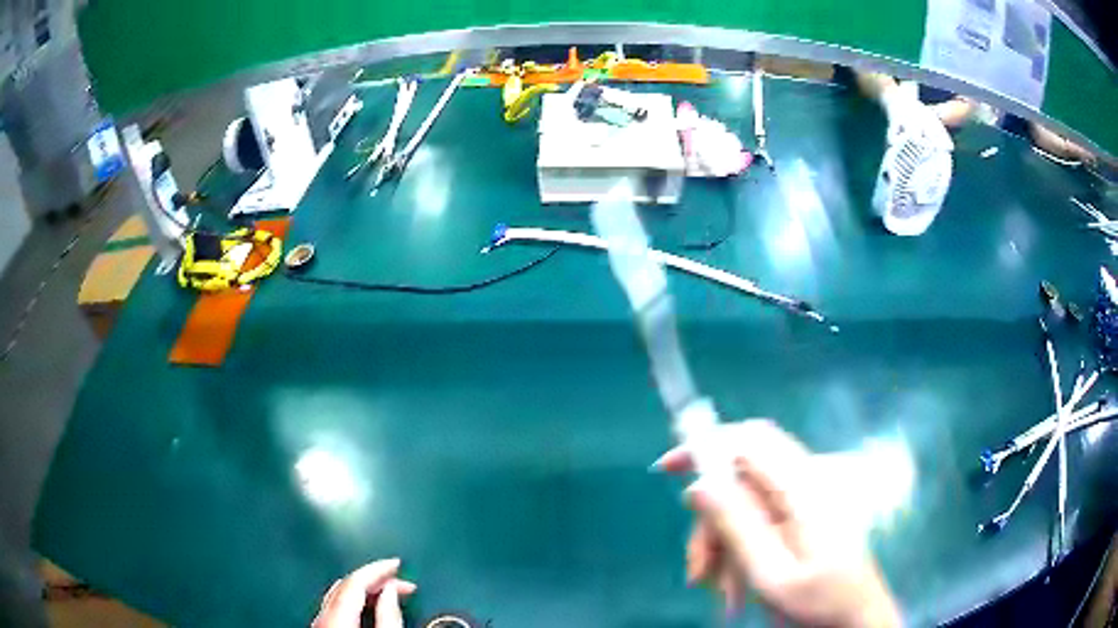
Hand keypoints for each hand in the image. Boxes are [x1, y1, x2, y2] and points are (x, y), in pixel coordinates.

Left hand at [313, 559, 416, 627]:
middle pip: (346, 586)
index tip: (399, 562)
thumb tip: (392, 589)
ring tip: (390, 592)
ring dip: (365, 589)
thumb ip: (388, 615)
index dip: (378, 568)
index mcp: (336, 614)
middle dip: (374, 579)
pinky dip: (355, 601)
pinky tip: (369, 606)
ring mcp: (319, 623)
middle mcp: (322, 615)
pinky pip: (337, 607)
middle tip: (402, 581)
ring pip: (340, 596)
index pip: (354, 580)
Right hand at [655, 420, 900, 627]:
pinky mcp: (802, 519)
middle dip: (711, 522)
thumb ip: (737, 526)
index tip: (667, 469)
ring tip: (719, 592)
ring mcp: (804, 503)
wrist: (854, 621)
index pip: (751, 440)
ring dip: (722, 545)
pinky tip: (734, 587)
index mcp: (804, 489)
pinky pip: (757, 522)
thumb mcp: (770, 574)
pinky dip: (738, 551)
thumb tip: (699, 485)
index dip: (707, 444)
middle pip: (740, 480)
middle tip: (697, 570)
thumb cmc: (819, 603)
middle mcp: (805, 486)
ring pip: (743, 505)